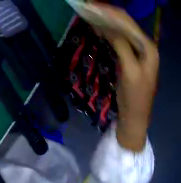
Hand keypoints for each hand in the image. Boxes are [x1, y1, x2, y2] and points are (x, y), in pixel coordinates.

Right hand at [94, 5, 158, 150]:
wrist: (135, 118)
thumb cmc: (135, 98)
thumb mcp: (129, 70)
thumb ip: (120, 44)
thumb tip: (104, 25)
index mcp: (149, 47)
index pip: (127, 21)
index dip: (108, 12)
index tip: (90, 6)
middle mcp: (146, 44)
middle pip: (125, 21)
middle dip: (106, 13)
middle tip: (88, 7)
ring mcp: (140, 48)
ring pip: (122, 26)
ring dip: (107, 20)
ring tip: (91, 14)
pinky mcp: (134, 53)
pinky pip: (121, 35)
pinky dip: (109, 29)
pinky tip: (99, 26)